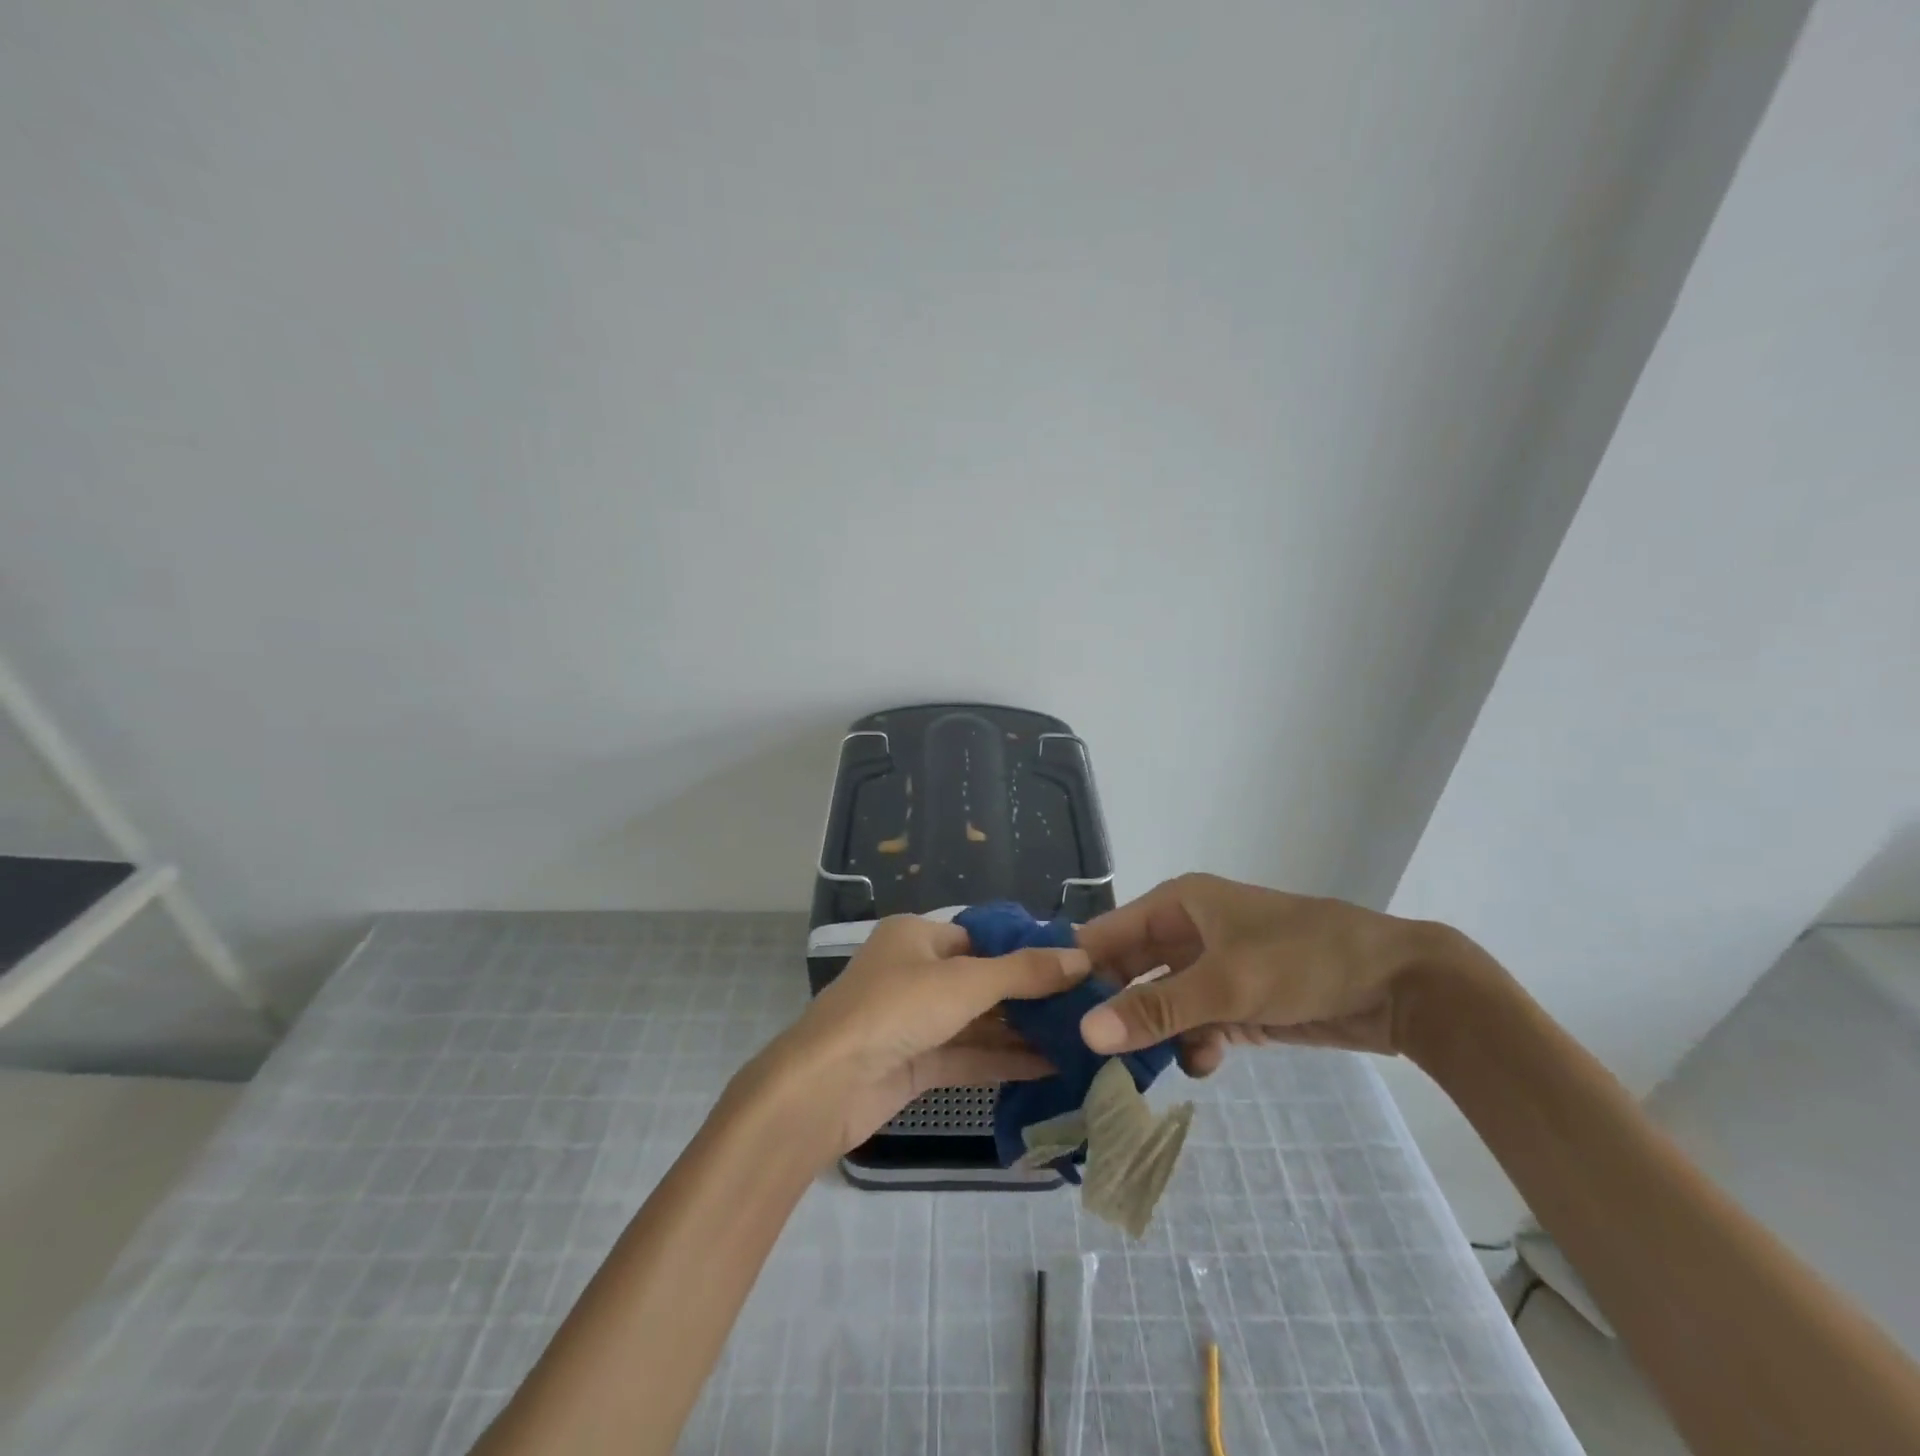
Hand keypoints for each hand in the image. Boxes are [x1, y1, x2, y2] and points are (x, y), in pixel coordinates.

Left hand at [757, 915, 1090, 1150]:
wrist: (825, 1086)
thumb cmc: (895, 1010)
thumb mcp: (965, 982)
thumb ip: (1024, 972)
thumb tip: (1081, 958)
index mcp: (916, 936)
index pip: (981, 937)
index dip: (1025, 950)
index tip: (1074, 965)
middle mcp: (914, 972)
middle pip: (982, 980)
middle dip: (1029, 996)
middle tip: (1086, 1006)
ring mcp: (913, 1021)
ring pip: (977, 1022)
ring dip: (1021, 1032)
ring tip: (1079, 1038)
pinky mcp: (914, 1064)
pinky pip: (967, 1055)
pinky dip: (1004, 1060)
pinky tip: (1051, 1067)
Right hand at [1074, 874, 1449, 1073]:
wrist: (1399, 984)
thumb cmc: (1302, 959)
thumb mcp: (1224, 983)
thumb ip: (1155, 1008)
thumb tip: (1086, 1032)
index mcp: (1178, 903)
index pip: (1107, 933)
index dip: (1078, 969)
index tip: (1049, 1014)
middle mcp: (1189, 930)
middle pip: (1132, 970)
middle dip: (1116, 1009)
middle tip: (1087, 1057)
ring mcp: (1215, 968)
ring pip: (1163, 1002)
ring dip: (1156, 1033)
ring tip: (1142, 1070)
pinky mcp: (1240, 1001)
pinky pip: (1198, 1023)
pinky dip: (1195, 1044)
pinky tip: (1205, 1062)